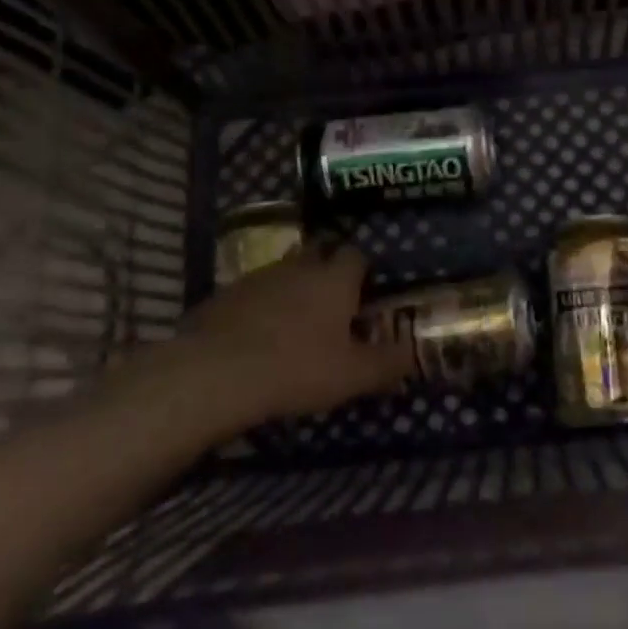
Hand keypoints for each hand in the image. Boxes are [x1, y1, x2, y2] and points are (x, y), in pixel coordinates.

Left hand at [129, 244, 406, 424]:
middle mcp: (298, 267)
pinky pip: (251, 293)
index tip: (366, 293)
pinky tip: (257, 338)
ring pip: (283, 272)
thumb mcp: (353, 375)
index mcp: (334, 279)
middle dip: (327, 269)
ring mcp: (256, 278)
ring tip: (295, 322)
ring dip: (292, 288)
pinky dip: (259, 307)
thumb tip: (413, 354)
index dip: (363, 270)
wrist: (214, 373)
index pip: (356, 255)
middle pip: (318, 252)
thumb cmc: (297, 369)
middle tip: (333, 302)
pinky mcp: (223, 296)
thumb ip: (388, 363)